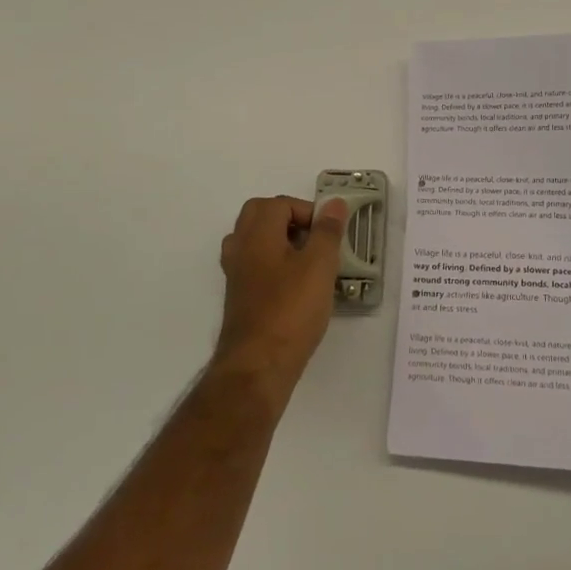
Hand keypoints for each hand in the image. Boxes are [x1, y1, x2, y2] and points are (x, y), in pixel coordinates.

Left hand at [215, 195, 348, 392]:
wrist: (258, 366)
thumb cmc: (291, 310)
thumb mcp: (319, 265)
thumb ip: (327, 231)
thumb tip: (334, 203)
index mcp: (257, 233)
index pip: (280, 204)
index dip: (308, 211)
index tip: (329, 233)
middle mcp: (240, 248)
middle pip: (260, 216)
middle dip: (289, 220)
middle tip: (315, 239)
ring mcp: (236, 274)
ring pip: (254, 241)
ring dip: (279, 241)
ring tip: (306, 260)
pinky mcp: (239, 297)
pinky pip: (254, 265)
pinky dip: (273, 264)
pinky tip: (295, 286)